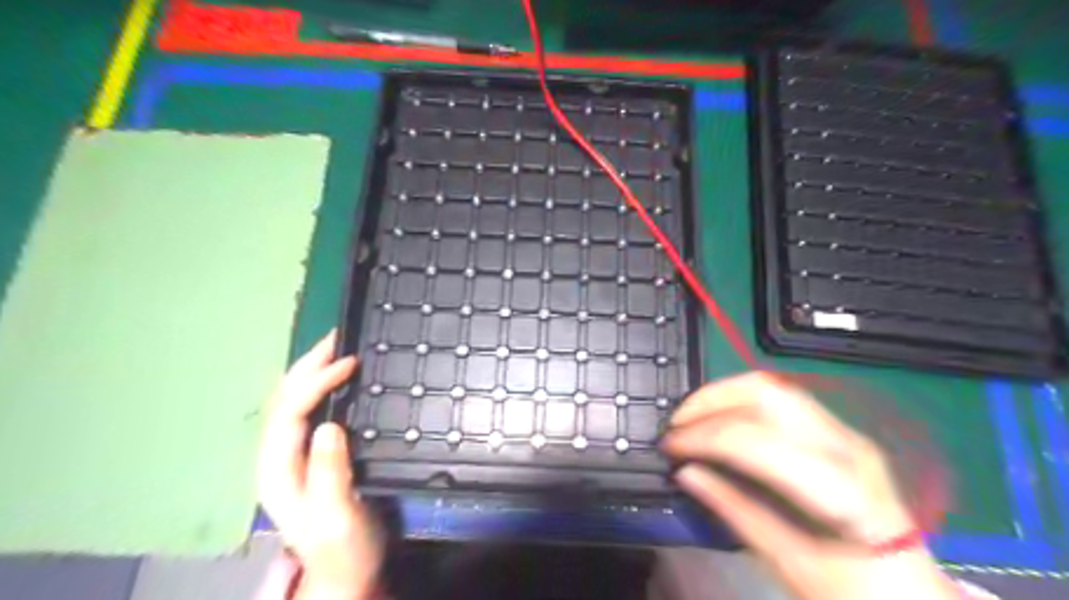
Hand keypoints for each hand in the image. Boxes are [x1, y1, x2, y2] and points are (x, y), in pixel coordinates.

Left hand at [259, 332, 382, 599]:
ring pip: (293, 403)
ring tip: (336, 347)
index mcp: (279, 471)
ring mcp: (292, 456)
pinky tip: (336, 378)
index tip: (349, 361)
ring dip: (311, 371)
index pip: (289, 413)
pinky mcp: (310, 456)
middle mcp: (278, 458)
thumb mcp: (338, 516)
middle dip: (307, 365)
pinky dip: (321, 387)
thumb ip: (329, 473)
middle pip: (283, 401)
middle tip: (337, 337)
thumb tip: (329, 425)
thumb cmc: (344, 548)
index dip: (316, 382)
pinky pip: (309, 411)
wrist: (346, 573)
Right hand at [666, 371, 954, 598]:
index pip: (754, 440)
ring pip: (773, 387)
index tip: (669, 447)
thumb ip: (733, 509)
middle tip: (676, 424)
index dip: (702, 436)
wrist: (914, 599)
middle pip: (765, 393)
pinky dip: (742, 402)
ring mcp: (847, 434)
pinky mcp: (841, 433)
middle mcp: (845, 446)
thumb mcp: (787, 561)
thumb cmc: (853, 593)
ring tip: (692, 418)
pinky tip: (722, 420)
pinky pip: (782, 400)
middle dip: (709, 400)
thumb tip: (686, 472)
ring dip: (723, 395)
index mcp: (837, 489)